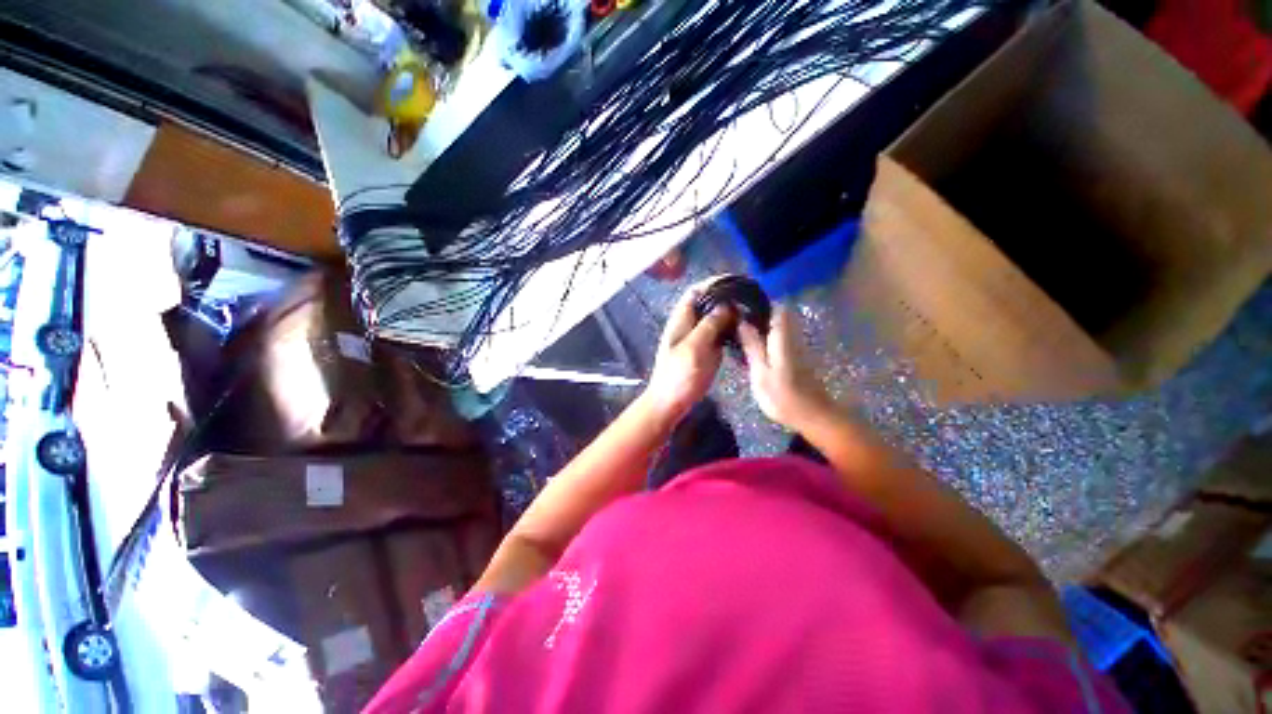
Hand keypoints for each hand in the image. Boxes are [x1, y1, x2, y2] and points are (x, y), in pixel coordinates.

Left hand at [643, 278, 736, 423]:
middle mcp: (691, 324)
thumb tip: (727, 305)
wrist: (672, 401)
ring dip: (733, 313)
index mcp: (681, 320)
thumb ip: (709, 325)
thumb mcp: (693, 348)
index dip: (712, 283)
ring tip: (753, 308)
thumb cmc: (678, 375)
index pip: (696, 292)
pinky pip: (722, 334)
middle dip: (727, 297)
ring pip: (717, 318)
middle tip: (750, 296)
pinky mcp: (708, 350)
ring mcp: (700, 338)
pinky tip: (748, 328)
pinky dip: (733, 328)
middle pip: (709, 303)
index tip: (735, 281)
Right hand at [738, 306, 831, 430]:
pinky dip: (765, 338)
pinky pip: (779, 338)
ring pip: (778, 326)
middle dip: (758, 313)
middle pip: (778, 314)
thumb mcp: (760, 373)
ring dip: (760, 326)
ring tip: (739, 333)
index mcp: (783, 337)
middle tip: (735, 320)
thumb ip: (752, 346)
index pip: (777, 307)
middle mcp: (792, 337)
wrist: (814, 417)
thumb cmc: (784, 397)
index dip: (760, 302)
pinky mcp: (796, 357)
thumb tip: (742, 322)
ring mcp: (796, 347)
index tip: (741, 304)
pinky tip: (751, 348)